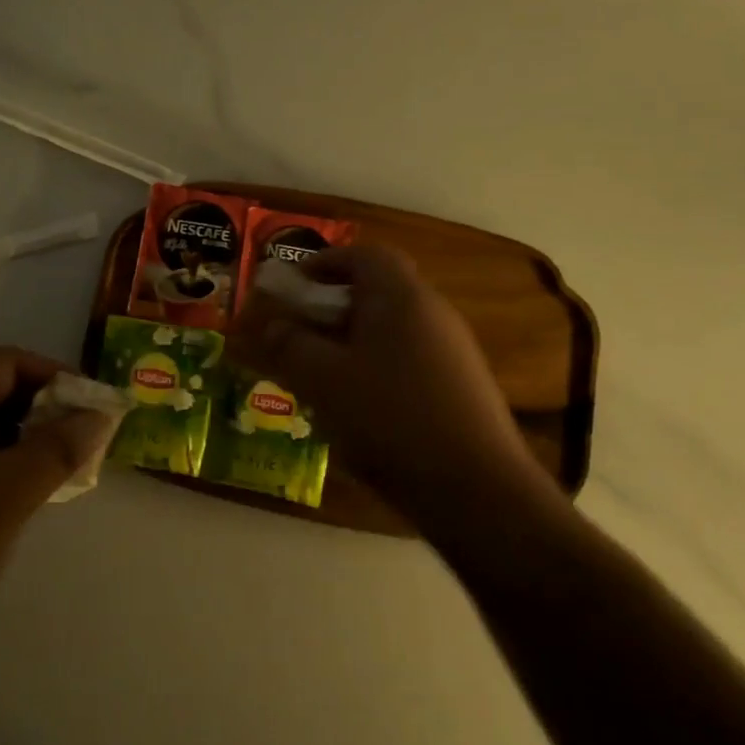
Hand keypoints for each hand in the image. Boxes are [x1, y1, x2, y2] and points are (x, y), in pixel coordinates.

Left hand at [0, 348, 117, 661]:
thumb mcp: (6, 498)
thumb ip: (57, 449)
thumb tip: (99, 414)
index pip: (4, 362)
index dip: (55, 377)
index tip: (90, 409)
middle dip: (37, 410)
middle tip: (75, 445)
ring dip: (12, 439)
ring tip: (47, 474)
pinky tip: (3, 498)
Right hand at [229, 245, 556, 527]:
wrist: (475, 488)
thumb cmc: (389, 418)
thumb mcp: (323, 379)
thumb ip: (289, 345)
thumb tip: (269, 324)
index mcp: (400, 296)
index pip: (363, 255)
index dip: (324, 262)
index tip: (294, 285)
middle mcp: (432, 312)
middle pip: (378, 290)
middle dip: (332, 307)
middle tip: (300, 332)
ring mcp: (453, 350)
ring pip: (391, 329)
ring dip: (352, 340)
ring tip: (321, 373)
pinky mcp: (461, 386)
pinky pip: (408, 359)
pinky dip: (376, 367)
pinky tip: (359, 407)